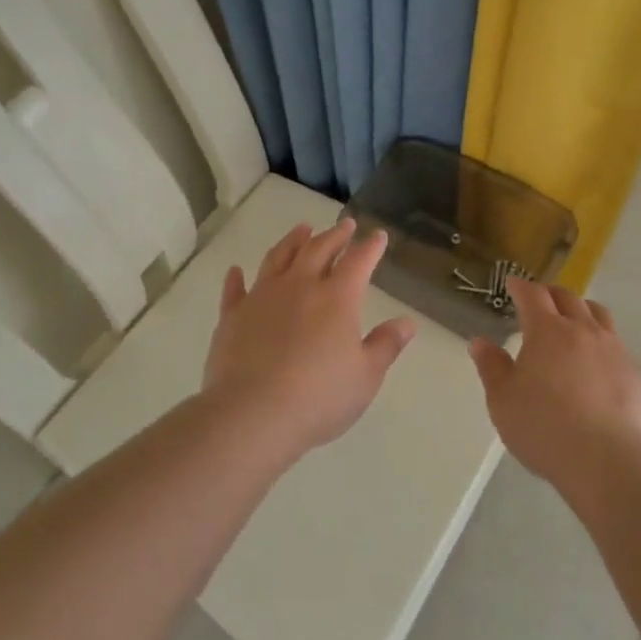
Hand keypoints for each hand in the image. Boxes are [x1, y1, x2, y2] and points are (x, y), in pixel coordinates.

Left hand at [202, 218, 416, 459]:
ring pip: (279, 258)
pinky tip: (236, 270)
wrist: (253, 414)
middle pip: (319, 249)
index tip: (377, 235)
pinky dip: (236, 278)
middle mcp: (300, 286)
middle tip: (344, 224)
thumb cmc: (319, 397)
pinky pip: (235, 289)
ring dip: (292, 241)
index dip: (370, 247)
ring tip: (302, 229)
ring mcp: (263, 297)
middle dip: (335, 235)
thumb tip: (407, 322)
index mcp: (337, 298)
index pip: (358, 261)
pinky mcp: (233, 316)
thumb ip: (386, 345)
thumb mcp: (365, 376)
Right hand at [468, 278, 640, 490]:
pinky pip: (618, 347)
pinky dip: (603, 344)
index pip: (533, 295)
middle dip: (551, 294)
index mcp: (547, 331)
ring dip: (582, 311)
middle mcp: (583, 331)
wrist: (607, 461)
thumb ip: (492, 368)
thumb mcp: (503, 401)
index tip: (513, 284)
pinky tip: (598, 365)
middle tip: (541, 300)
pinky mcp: (635, 375)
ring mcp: (614, 350)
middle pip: (568, 298)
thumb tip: (480, 342)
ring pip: (599, 315)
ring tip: (574, 321)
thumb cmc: (544, 428)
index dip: (521, 287)